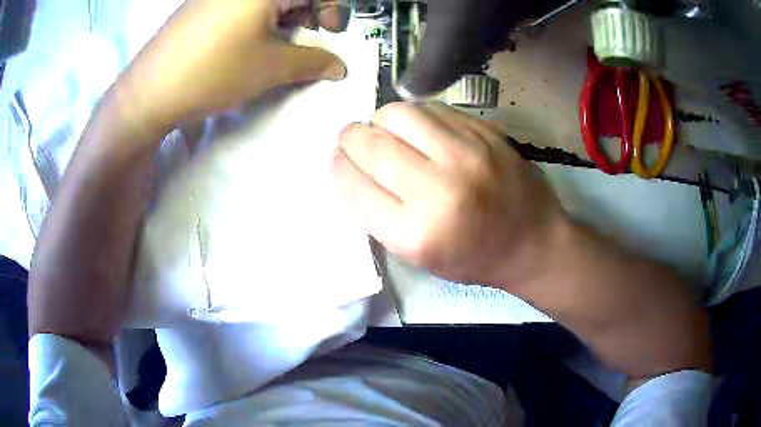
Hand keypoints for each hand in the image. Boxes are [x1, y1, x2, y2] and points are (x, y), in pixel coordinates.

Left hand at [117, 0, 346, 132]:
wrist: (149, 92)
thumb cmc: (213, 72)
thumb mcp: (270, 68)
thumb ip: (313, 62)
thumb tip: (340, 66)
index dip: (332, 9)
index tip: (331, 32)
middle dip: (308, 11)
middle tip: (306, 38)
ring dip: (283, 15)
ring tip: (276, 43)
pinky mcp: (202, 4)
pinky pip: (241, 3)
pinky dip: (258, 16)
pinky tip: (249, 39)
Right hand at [332, 102, 564, 286]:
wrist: (534, 243)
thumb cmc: (473, 258)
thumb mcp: (417, 256)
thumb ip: (379, 213)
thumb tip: (352, 166)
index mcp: (415, 233)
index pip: (354, 184)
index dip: (339, 166)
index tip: (339, 159)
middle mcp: (438, 189)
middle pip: (370, 143)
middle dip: (351, 138)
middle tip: (354, 140)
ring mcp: (466, 154)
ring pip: (398, 113)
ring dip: (381, 121)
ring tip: (388, 132)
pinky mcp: (485, 133)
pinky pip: (432, 108)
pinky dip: (415, 116)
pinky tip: (419, 129)